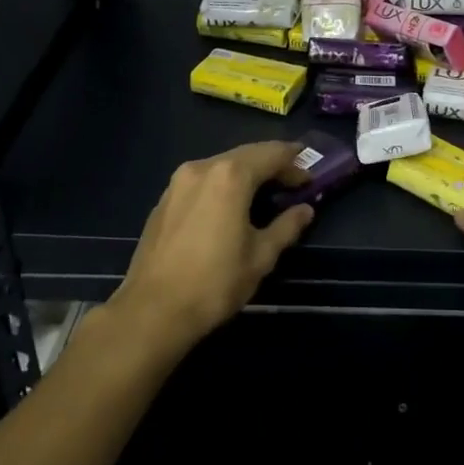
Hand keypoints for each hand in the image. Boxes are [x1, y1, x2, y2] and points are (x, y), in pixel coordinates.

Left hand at [112, 142, 314, 347]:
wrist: (153, 311)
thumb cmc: (215, 283)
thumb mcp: (261, 257)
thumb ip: (286, 227)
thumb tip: (305, 210)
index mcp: (231, 176)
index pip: (272, 154)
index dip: (295, 163)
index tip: (310, 178)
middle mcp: (203, 167)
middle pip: (246, 154)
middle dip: (271, 164)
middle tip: (293, 181)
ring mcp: (178, 181)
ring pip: (221, 165)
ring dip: (246, 173)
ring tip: (264, 192)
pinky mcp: (164, 199)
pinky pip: (202, 180)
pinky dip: (223, 184)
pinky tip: (230, 205)